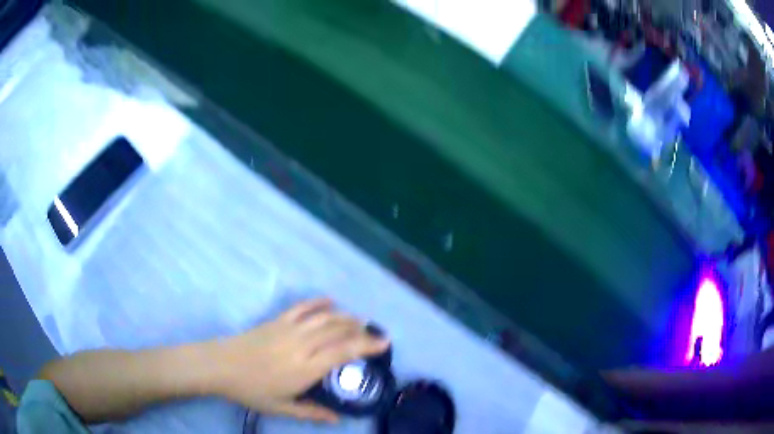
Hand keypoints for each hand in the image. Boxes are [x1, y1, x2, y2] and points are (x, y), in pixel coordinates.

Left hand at [212, 298, 389, 422]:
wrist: (220, 365)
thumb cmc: (251, 390)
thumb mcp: (282, 408)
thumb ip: (311, 412)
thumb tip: (337, 418)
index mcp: (306, 367)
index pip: (344, 351)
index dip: (367, 345)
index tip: (384, 343)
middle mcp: (302, 344)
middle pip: (339, 331)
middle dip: (361, 330)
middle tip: (375, 332)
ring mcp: (289, 329)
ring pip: (324, 317)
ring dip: (345, 316)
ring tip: (359, 319)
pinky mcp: (277, 320)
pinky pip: (302, 307)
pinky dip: (318, 302)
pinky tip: (329, 301)